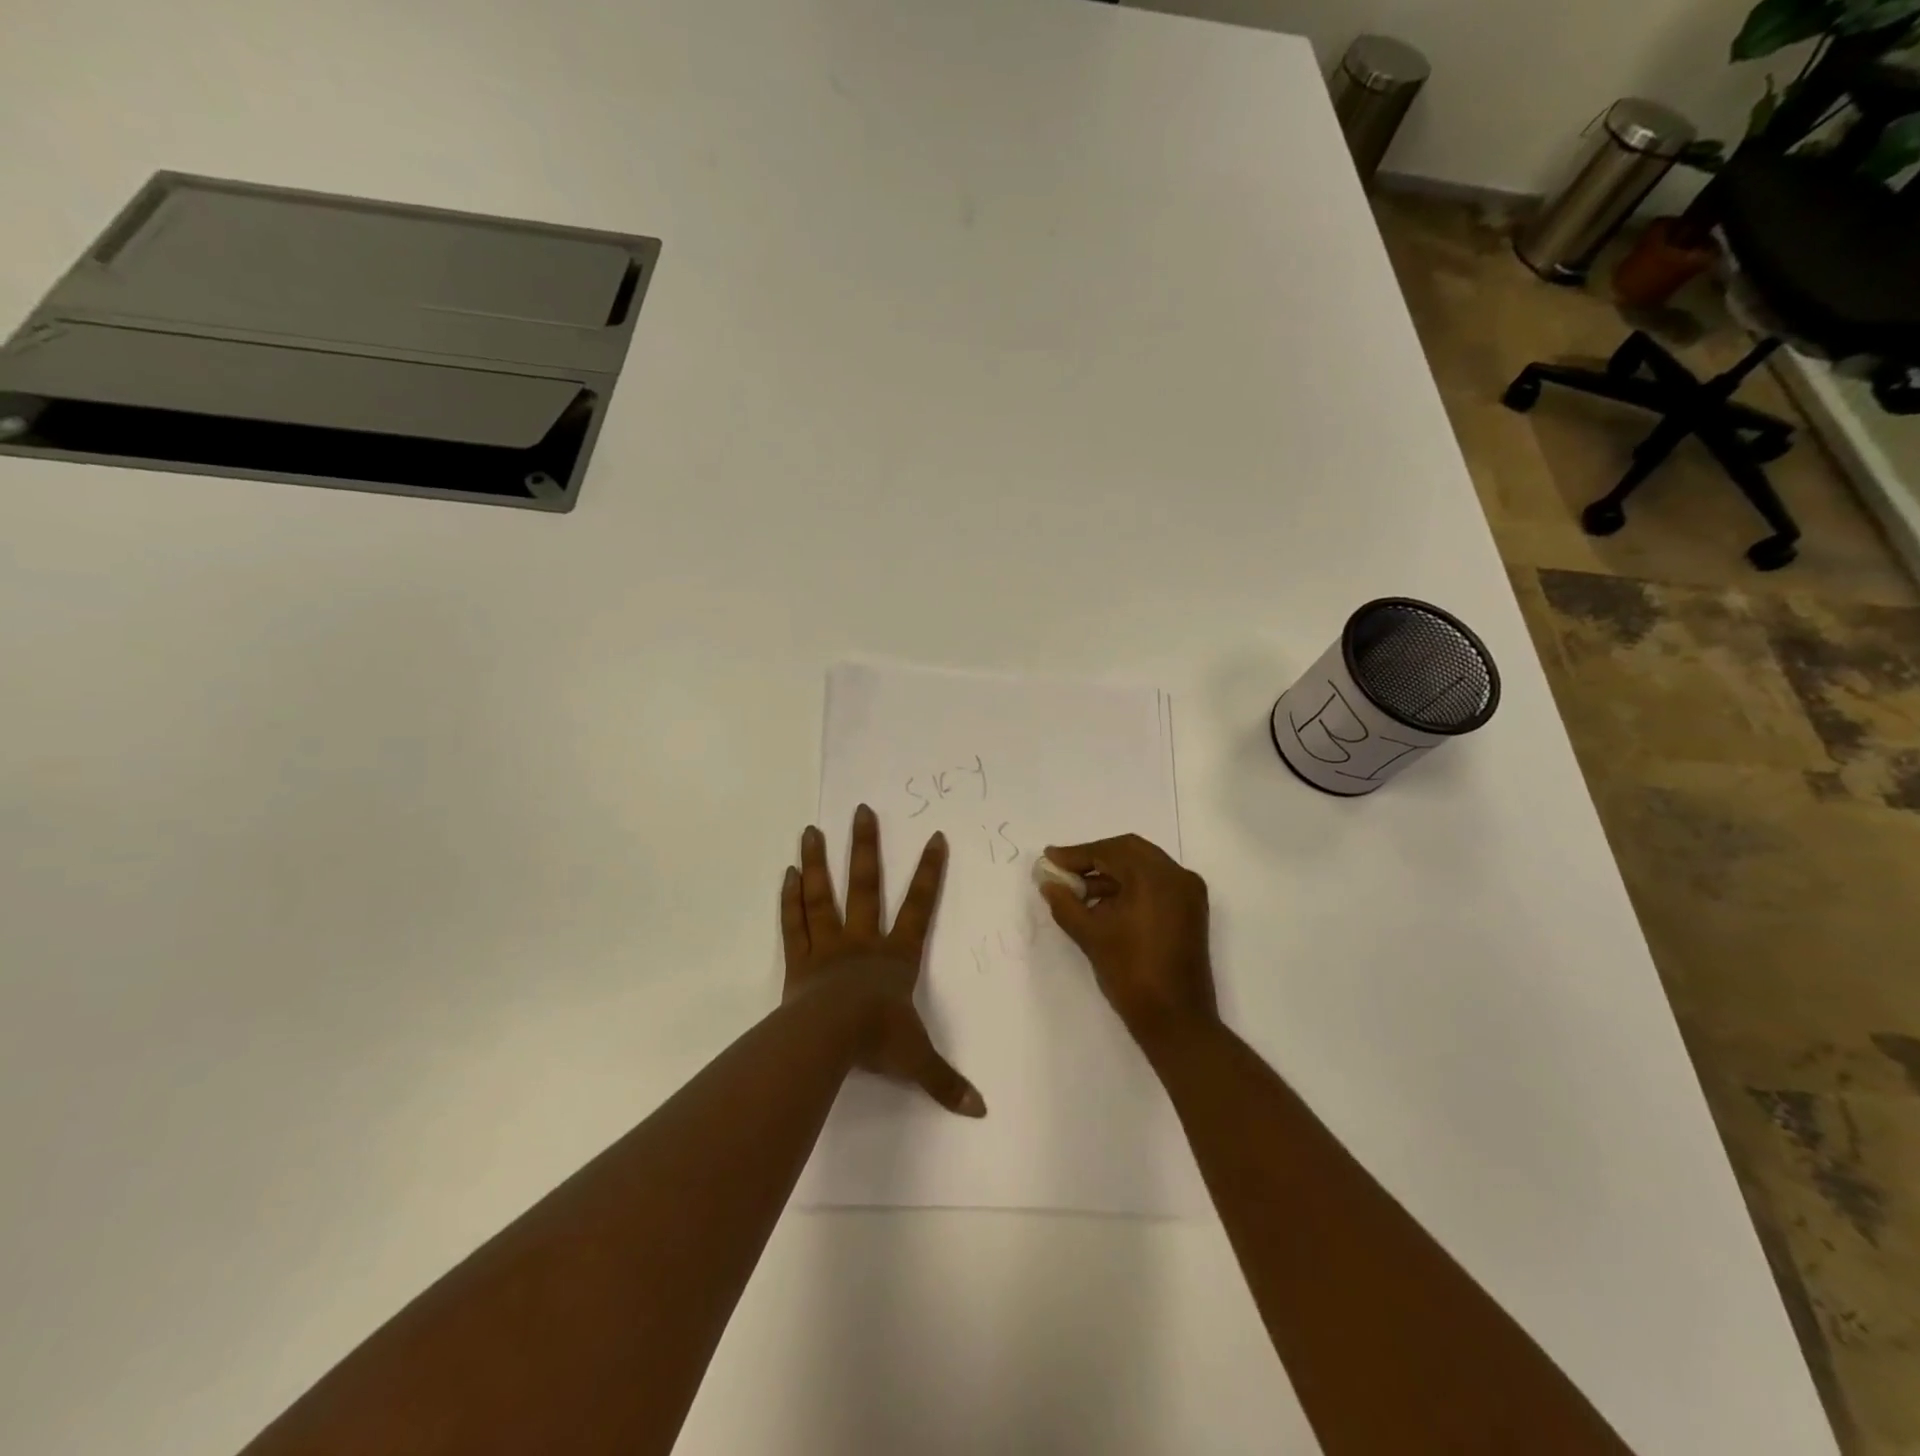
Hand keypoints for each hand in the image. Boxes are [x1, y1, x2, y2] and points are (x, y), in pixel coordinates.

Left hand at [781, 805, 985, 1116]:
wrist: (829, 1040)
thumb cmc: (877, 1040)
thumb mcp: (917, 1060)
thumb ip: (946, 1081)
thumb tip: (981, 1111)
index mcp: (895, 957)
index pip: (919, 907)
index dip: (930, 873)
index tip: (935, 838)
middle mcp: (863, 941)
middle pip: (866, 885)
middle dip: (866, 847)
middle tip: (861, 810)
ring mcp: (828, 946)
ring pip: (823, 895)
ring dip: (817, 861)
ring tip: (811, 829)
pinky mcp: (799, 960)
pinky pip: (795, 923)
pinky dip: (790, 899)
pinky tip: (787, 873)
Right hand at [1039, 834, 1216, 1042]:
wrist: (1176, 1021)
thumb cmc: (1131, 973)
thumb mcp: (1090, 935)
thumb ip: (1065, 903)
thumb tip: (1048, 882)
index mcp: (1156, 877)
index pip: (1110, 851)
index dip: (1076, 854)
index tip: (1050, 858)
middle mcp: (1177, 876)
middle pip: (1129, 851)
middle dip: (1094, 858)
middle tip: (1064, 869)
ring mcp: (1188, 893)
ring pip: (1143, 867)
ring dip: (1111, 873)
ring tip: (1077, 890)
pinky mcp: (1190, 911)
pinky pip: (1155, 884)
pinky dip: (1129, 887)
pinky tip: (1102, 903)